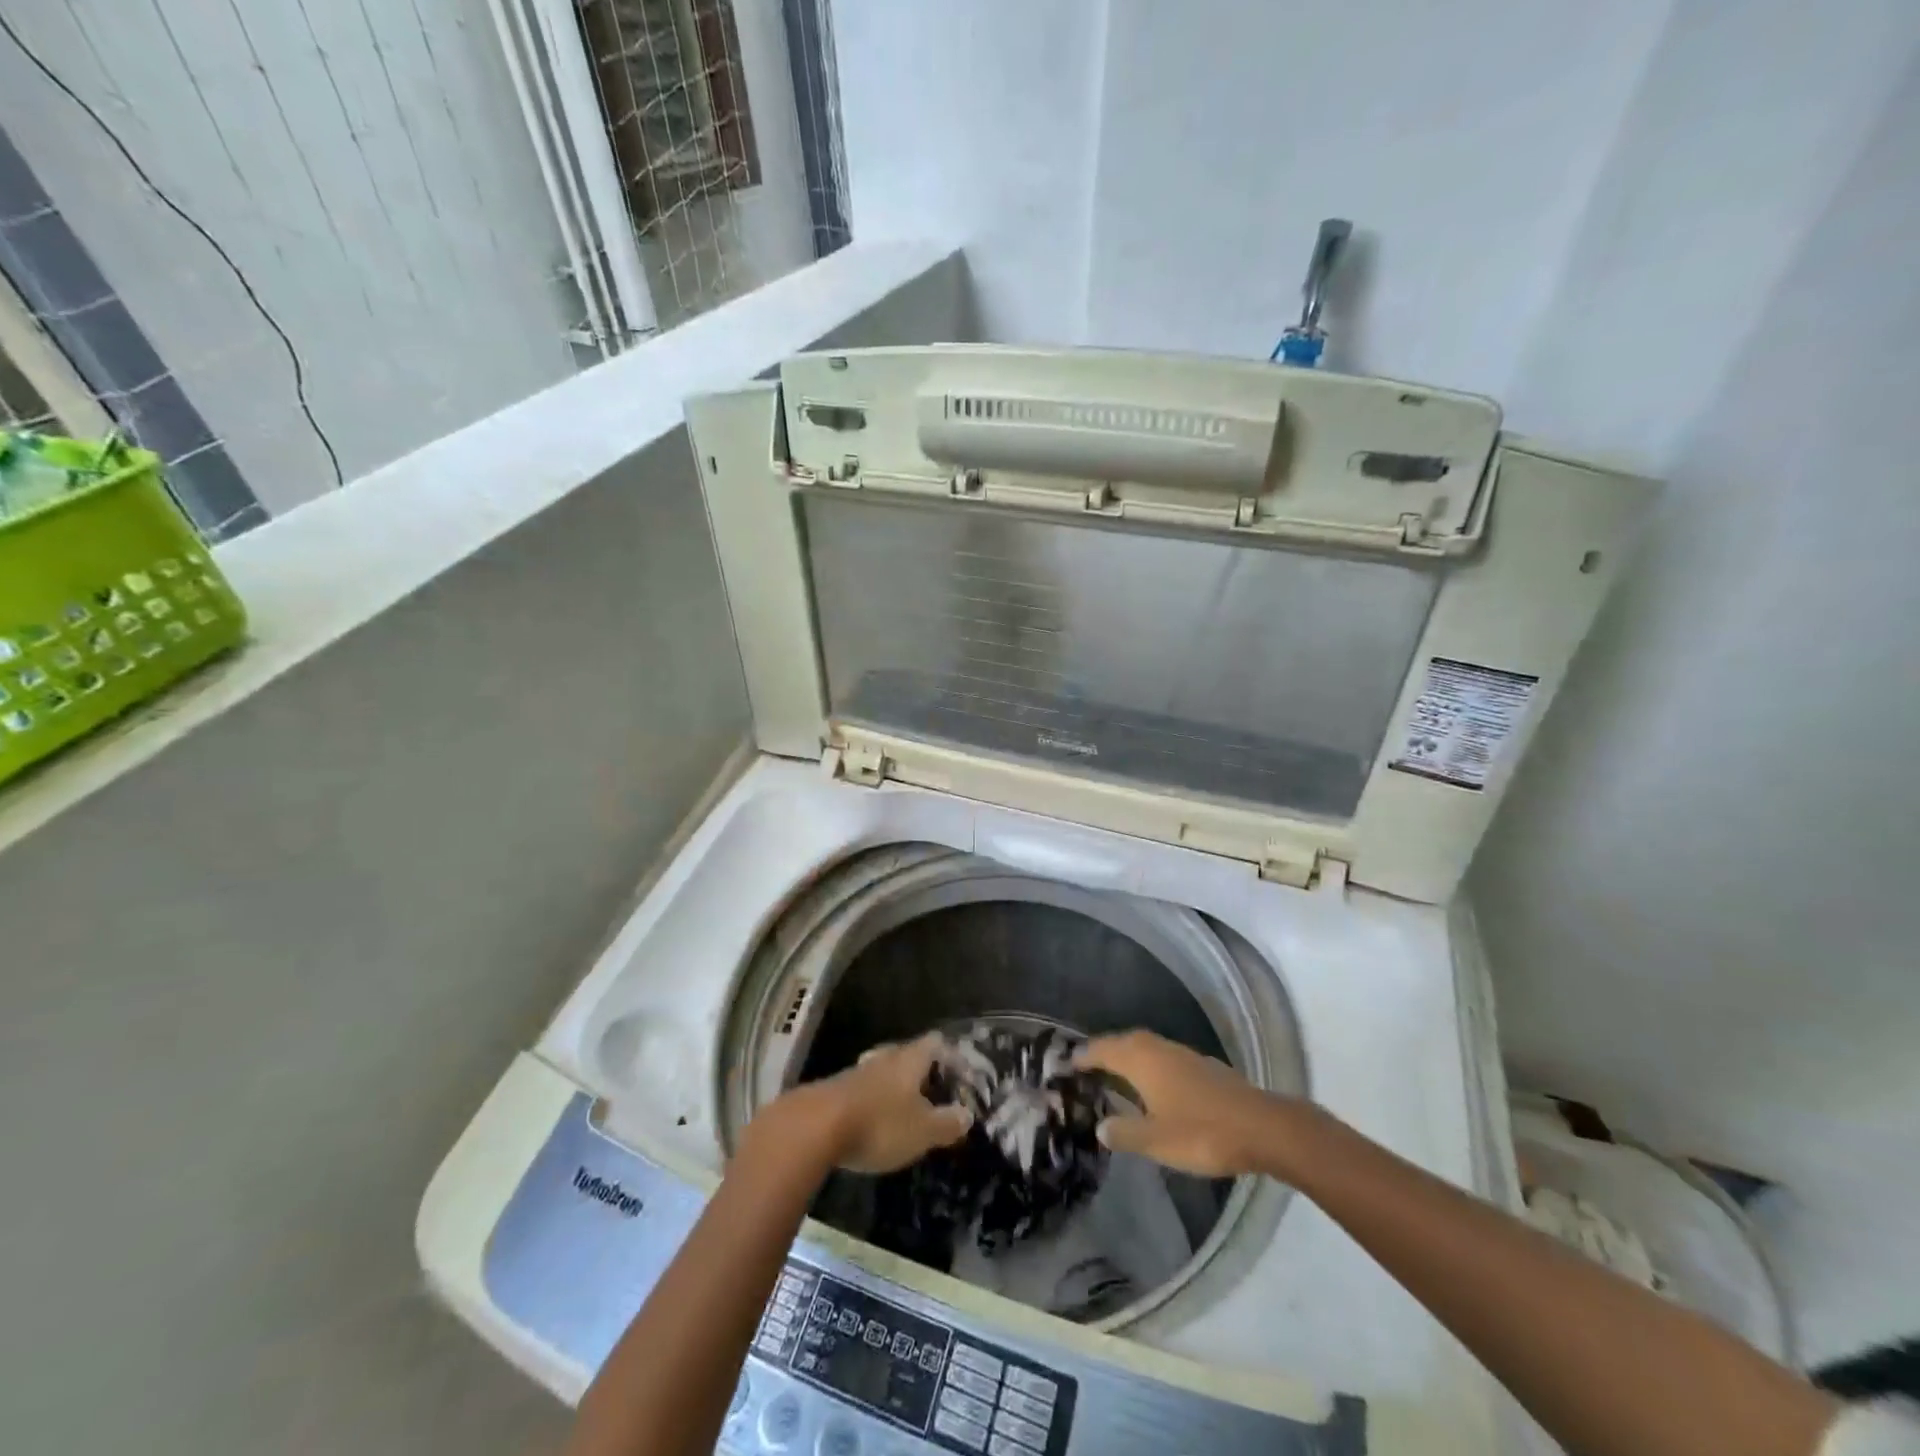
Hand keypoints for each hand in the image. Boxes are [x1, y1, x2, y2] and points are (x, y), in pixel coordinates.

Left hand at [773, 1034, 973, 1174]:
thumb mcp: (923, 1131)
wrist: (813, 1128)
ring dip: (895, 1086)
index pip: (935, 1043)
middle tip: (934, 1090)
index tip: (962, 1073)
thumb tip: (967, 1114)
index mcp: (910, 1060)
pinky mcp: (835, 1090)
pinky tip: (874, 1119)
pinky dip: (874, 1100)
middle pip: (908, 1054)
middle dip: (922, 1070)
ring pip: (883, 1070)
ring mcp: (857, 1072)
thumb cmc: (879, 1124)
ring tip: (905, 1106)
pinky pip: (863, 1089)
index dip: (951, 1055)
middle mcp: (884, 1058)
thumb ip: (947, 1123)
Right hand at [1077, 1030, 1303, 1178]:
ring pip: (1146, 1047)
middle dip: (1104, 1051)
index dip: (1083, 1056)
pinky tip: (1153, 1085)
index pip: (1103, 1050)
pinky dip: (1149, 1065)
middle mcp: (1159, 1049)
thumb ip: (1125, 1132)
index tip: (1065, 1063)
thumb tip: (1100, 1126)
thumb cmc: (1202, 1133)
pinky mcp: (1203, 1066)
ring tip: (1114, 1073)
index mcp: (1142, 1060)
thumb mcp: (1156, 1141)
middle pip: (1124, 1042)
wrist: (1263, 1128)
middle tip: (1086, 1065)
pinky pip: (1163, 1057)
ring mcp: (1184, 1054)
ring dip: (1127, 1056)